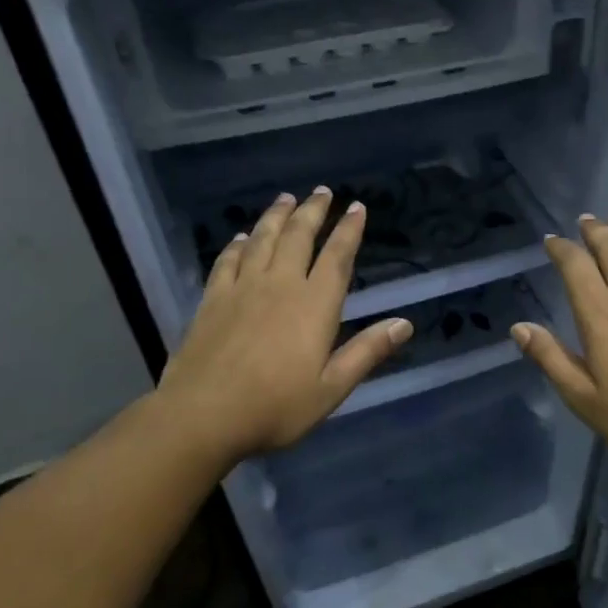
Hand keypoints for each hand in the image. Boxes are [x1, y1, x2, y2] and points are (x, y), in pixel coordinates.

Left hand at [154, 187, 412, 463]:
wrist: (203, 415)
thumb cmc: (275, 407)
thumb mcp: (331, 388)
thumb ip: (367, 352)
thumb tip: (404, 323)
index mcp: (314, 306)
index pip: (337, 258)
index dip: (349, 231)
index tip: (356, 207)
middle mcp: (280, 286)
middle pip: (298, 237)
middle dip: (313, 212)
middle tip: (322, 191)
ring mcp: (242, 289)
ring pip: (263, 240)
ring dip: (277, 216)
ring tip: (286, 198)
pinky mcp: (212, 300)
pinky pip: (228, 260)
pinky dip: (239, 244)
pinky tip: (243, 237)